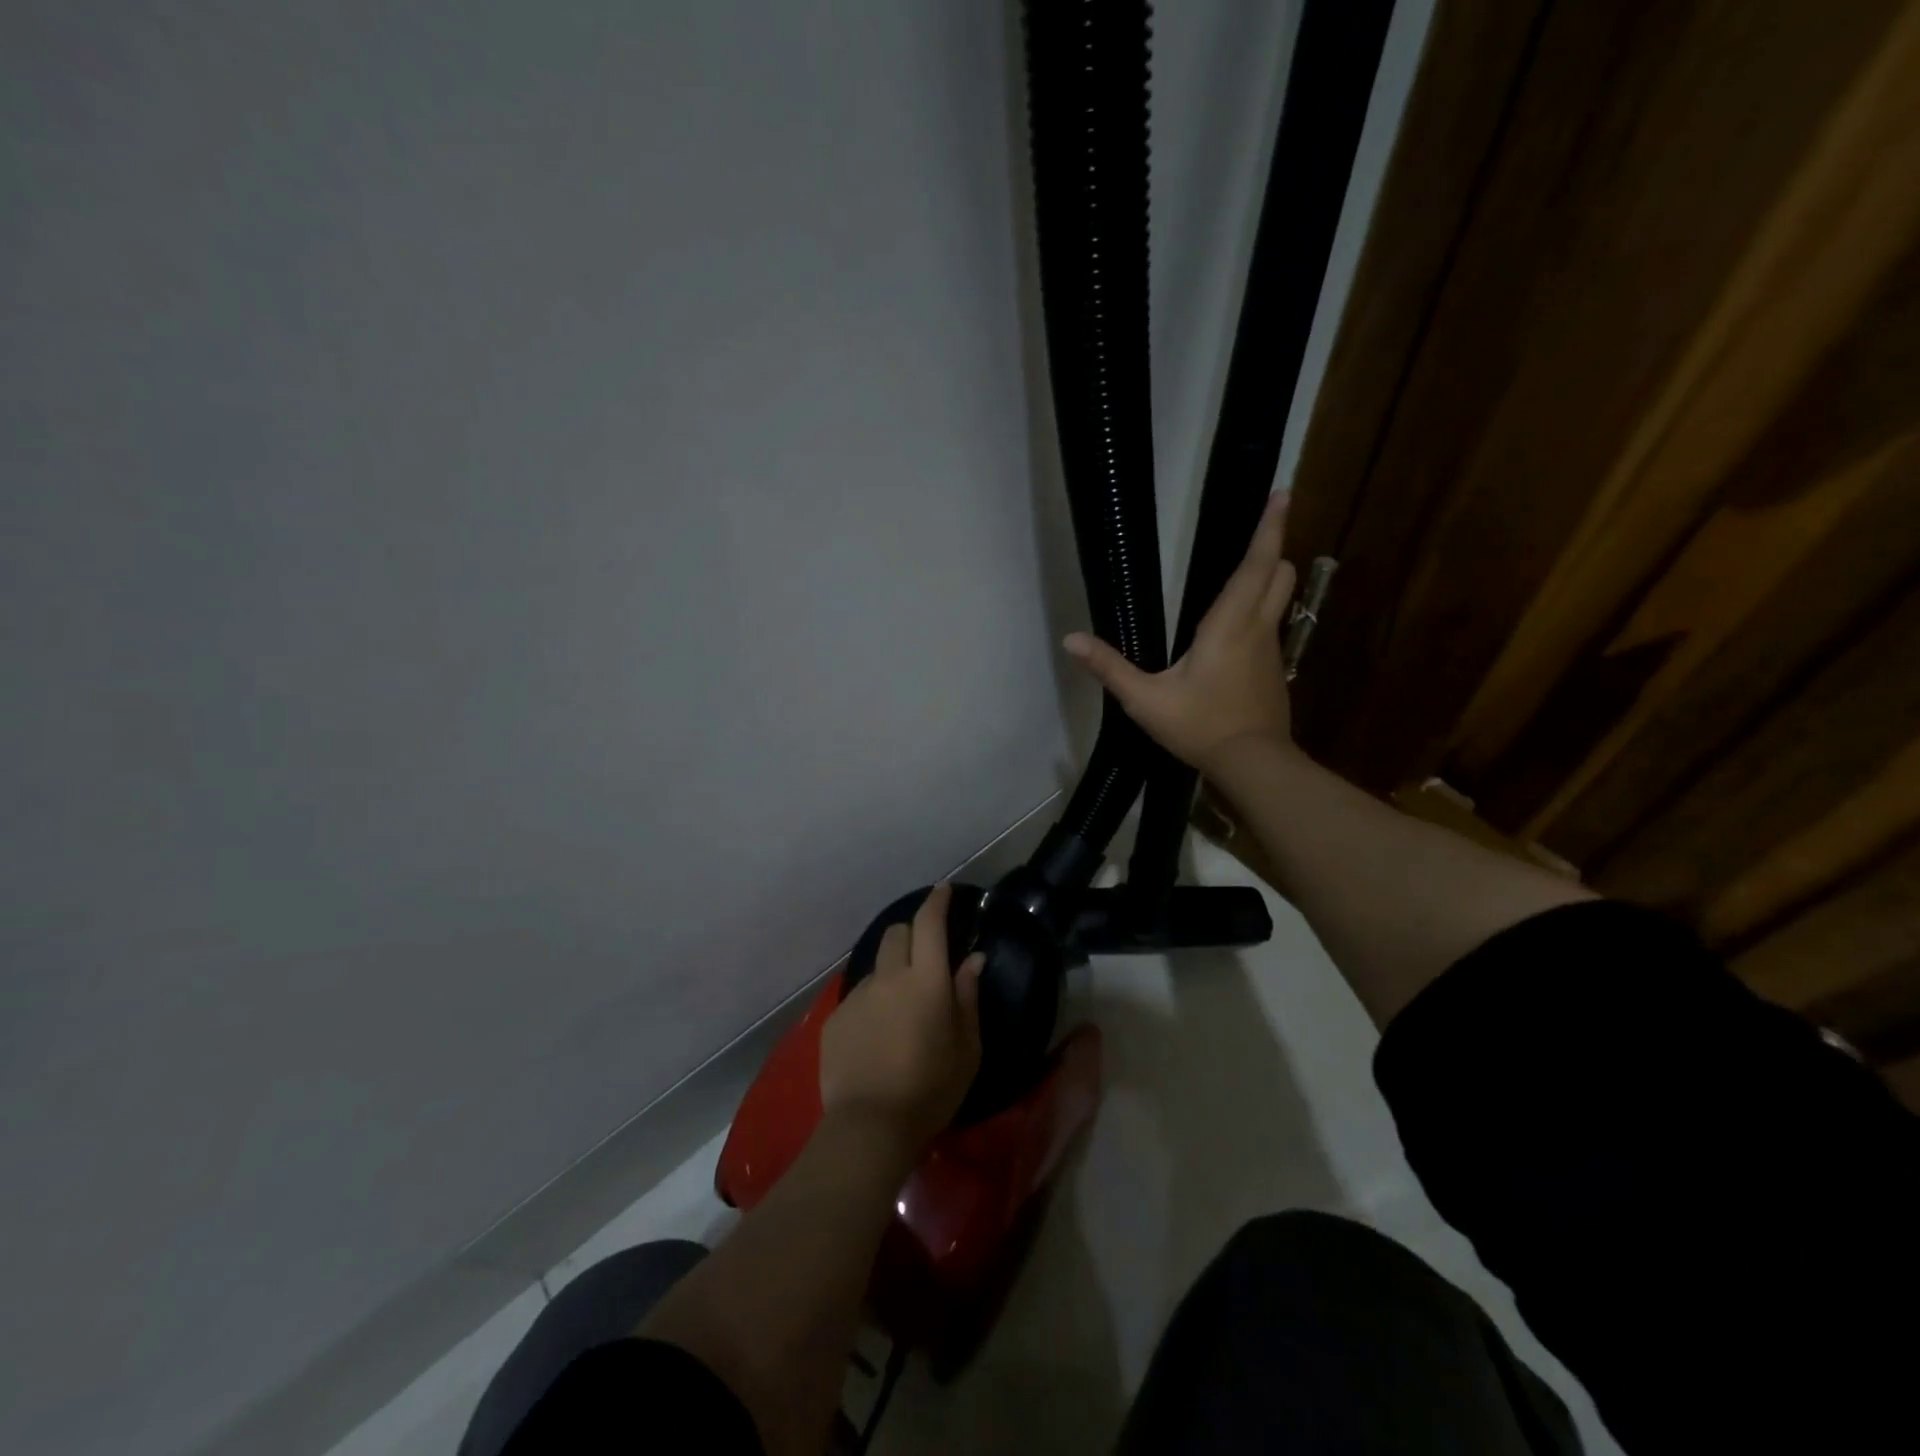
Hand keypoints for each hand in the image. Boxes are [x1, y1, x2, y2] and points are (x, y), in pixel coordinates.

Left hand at [819, 882, 983, 1149]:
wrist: (870, 1127)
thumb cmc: (931, 1089)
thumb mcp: (967, 1048)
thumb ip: (968, 996)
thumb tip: (973, 959)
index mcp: (926, 980)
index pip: (930, 924)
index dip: (937, 902)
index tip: (943, 889)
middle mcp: (889, 977)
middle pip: (897, 934)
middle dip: (912, 935)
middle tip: (924, 961)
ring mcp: (858, 996)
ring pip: (877, 968)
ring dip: (891, 976)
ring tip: (899, 1015)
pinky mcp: (836, 1017)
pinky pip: (859, 998)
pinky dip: (872, 1006)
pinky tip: (876, 1040)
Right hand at [1064, 492, 1296, 773]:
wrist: (1252, 764)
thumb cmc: (1199, 726)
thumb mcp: (1145, 700)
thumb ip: (1110, 668)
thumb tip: (1071, 641)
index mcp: (1228, 625)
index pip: (1256, 565)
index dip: (1270, 528)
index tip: (1282, 493)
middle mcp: (1257, 629)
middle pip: (1280, 574)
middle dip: (1272, 549)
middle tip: (1258, 533)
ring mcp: (1271, 651)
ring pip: (1280, 600)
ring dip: (1268, 580)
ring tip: (1244, 576)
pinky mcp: (1275, 672)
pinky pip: (1271, 628)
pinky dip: (1261, 615)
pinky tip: (1235, 637)